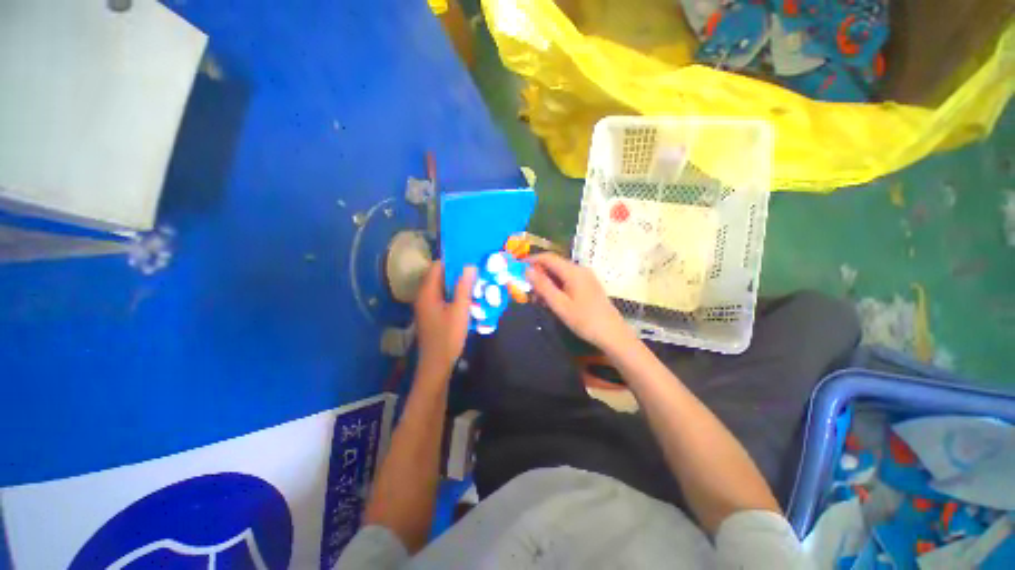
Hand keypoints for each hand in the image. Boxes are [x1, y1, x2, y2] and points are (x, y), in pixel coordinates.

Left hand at [414, 261, 476, 378]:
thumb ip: (463, 287)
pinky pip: (442, 297)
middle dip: (456, 272)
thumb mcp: (460, 310)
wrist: (437, 364)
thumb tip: (469, 266)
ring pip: (441, 287)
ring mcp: (426, 306)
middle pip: (438, 276)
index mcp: (427, 292)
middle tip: (475, 270)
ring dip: (456, 284)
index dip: (452, 261)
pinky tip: (467, 297)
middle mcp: (423, 296)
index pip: (437, 266)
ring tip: (474, 281)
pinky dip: (453, 294)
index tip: (469, 259)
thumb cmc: (448, 336)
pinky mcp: (431, 314)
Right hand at [526, 253, 636, 354]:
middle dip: (538, 275)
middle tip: (528, 291)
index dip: (532, 260)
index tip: (518, 268)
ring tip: (538, 300)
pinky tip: (552, 301)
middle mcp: (580, 270)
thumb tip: (527, 270)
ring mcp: (585, 277)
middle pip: (554, 265)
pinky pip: (567, 281)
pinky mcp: (588, 286)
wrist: (612, 334)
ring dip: (547, 283)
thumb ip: (543, 286)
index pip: (548, 257)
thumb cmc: (585, 320)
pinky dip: (556, 287)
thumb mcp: (560, 305)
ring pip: (560, 274)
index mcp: (573, 271)